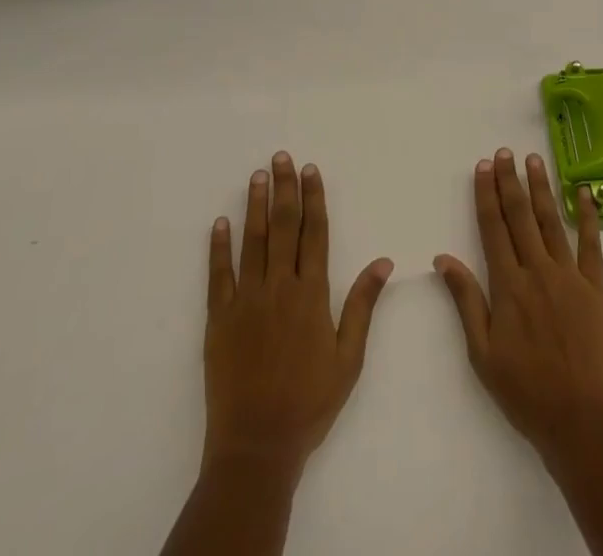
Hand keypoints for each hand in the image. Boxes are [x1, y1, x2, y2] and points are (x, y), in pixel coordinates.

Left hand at [203, 152, 392, 478]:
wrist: (257, 446)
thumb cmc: (310, 402)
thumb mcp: (349, 358)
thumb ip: (362, 305)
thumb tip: (384, 261)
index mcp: (312, 294)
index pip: (315, 233)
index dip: (313, 198)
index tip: (310, 170)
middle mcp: (279, 287)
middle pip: (283, 226)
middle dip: (284, 188)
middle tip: (281, 157)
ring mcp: (246, 300)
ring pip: (253, 241)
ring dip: (255, 206)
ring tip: (257, 176)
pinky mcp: (219, 318)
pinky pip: (219, 274)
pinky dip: (219, 247)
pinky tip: (221, 222)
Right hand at [433, 148, 602, 466]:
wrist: (582, 422)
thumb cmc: (526, 393)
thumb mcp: (483, 353)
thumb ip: (466, 300)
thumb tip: (443, 258)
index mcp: (508, 285)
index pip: (493, 227)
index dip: (486, 194)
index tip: (483, 167)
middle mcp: (538, 270)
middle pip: (520, 216)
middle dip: (510, 181)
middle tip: (504, 152)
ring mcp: (570, 276)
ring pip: (552, 221)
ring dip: (541, 188)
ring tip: (533, 160)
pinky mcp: (598, 288)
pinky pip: (592, 244)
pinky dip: (588, 216)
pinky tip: (585, 193)